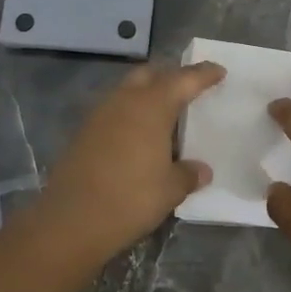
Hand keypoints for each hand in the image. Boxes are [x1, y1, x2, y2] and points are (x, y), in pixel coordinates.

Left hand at [35, 61, 224, 262]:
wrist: (71, 220)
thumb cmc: (131, 198)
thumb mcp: (170, 189)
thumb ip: (188, 174)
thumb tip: (201, 170)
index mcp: (151, 106)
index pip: (183, 80)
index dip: (203, 74)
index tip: (218, 71)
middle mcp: (124, 101)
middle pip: (150, 75)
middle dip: (170, 76)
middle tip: (188, 88)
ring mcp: (99, 116)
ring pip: (127, 92)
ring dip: (146, 96)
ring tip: (165, 116)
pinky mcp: (83, 134)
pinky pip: (113, 113)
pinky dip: (130, 116)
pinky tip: (139, 137)